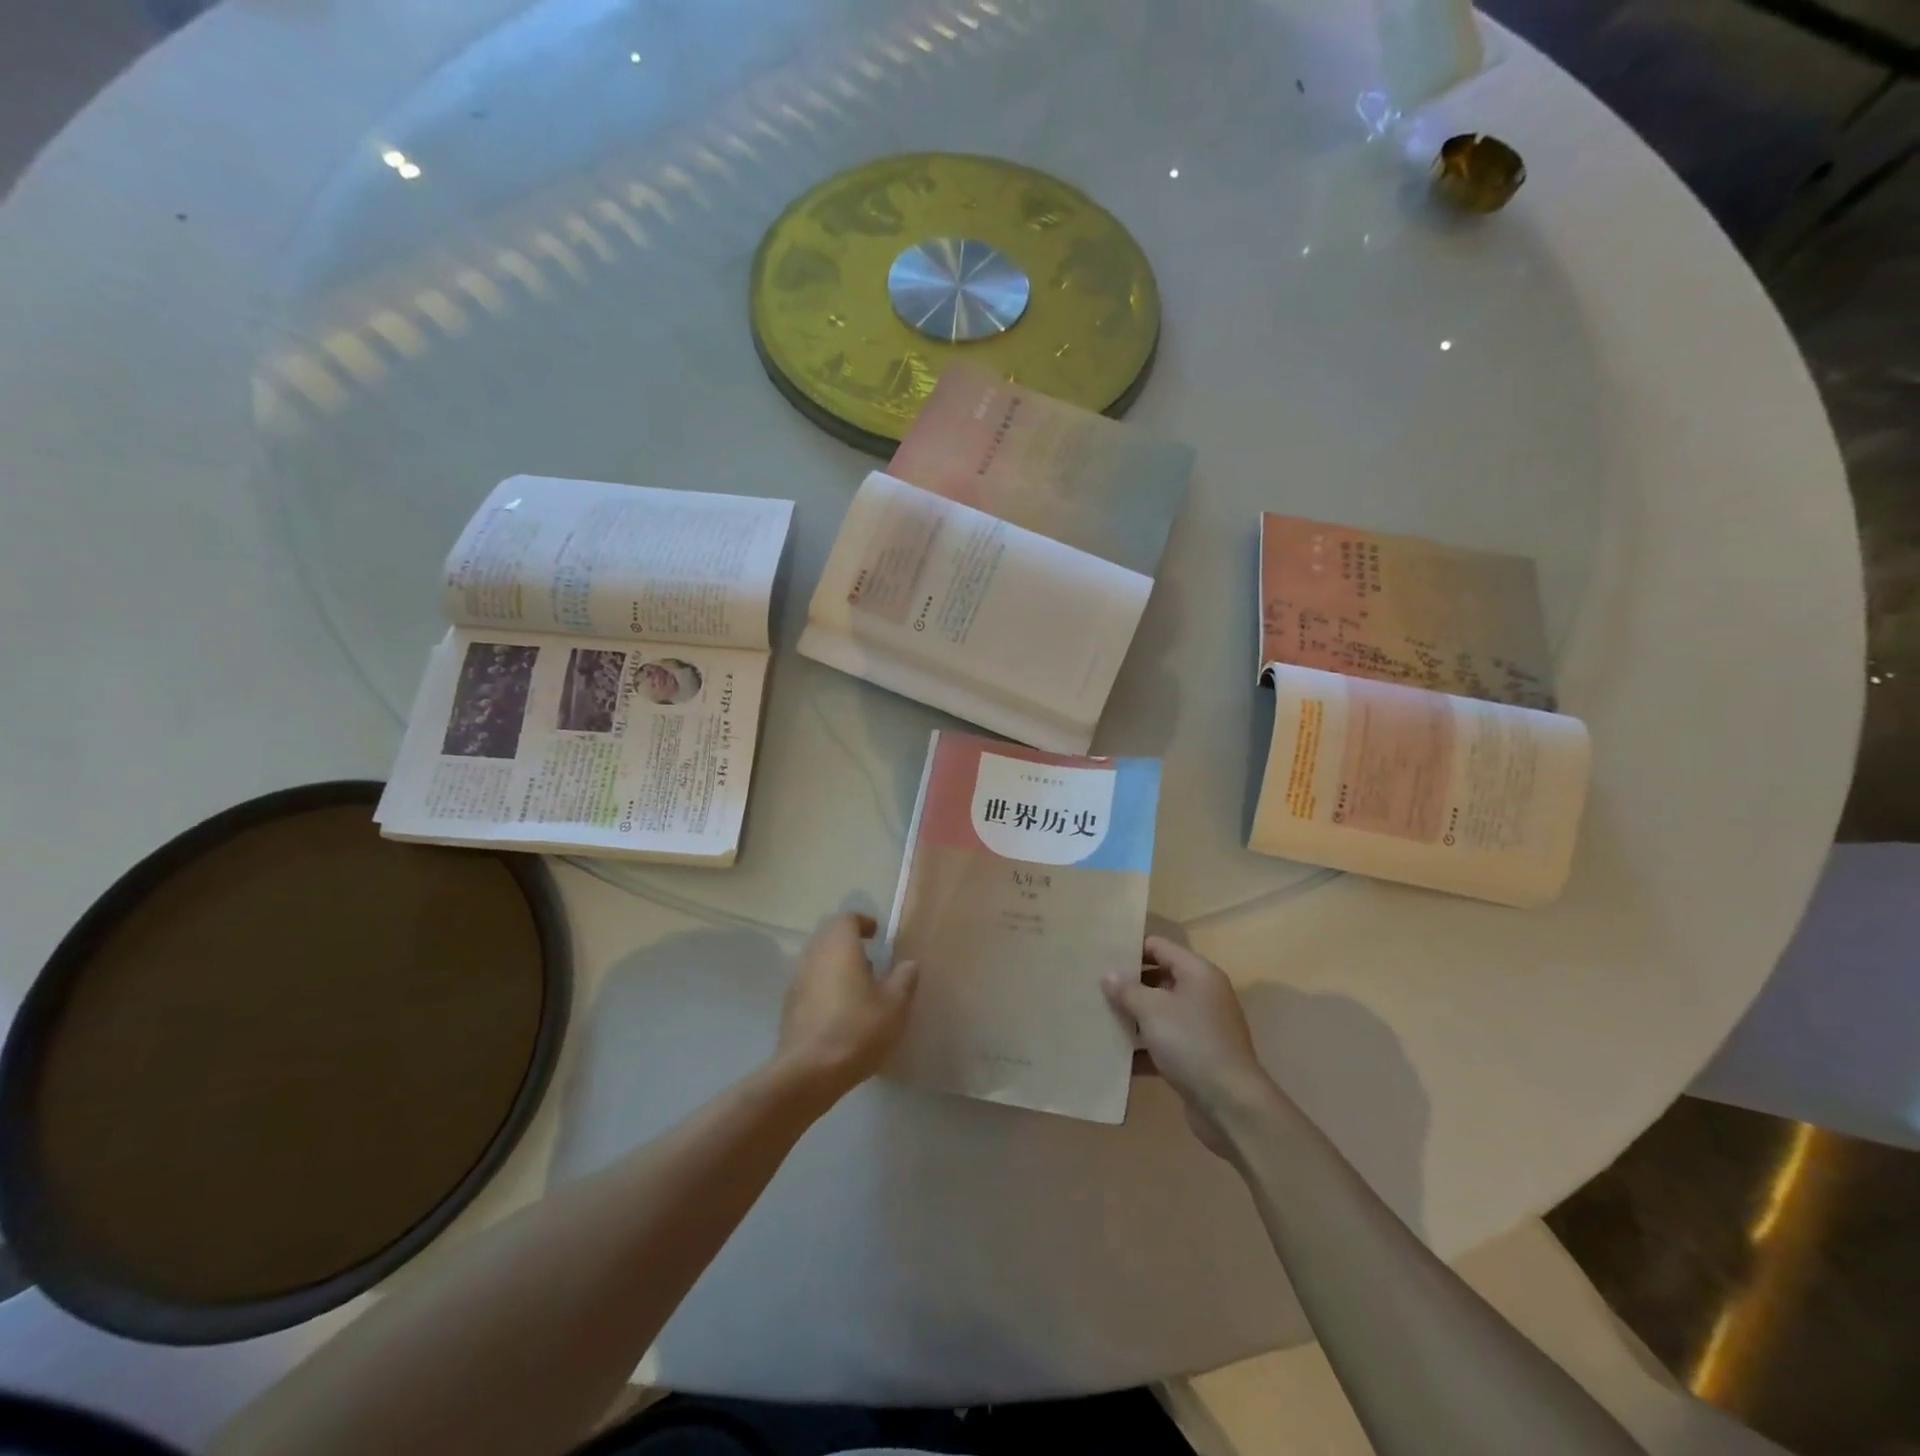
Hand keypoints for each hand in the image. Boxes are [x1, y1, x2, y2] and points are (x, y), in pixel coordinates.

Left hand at [777, 913, 918, 1099]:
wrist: (809, 1072)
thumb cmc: (857, 1029)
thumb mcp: (895, 1004)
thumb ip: (904, 978)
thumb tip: (908, 963)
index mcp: (839, 946)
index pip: (846, 918)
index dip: (863, 922)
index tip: (878, 935)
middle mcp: (813, 955)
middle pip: (828, 936)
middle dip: (849, 942)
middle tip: (871, 960)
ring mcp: (797, 980)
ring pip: (817, 960)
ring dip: (836, 965)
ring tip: (859, 987)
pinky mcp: (789, 1006)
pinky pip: (809, 983)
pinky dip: (825, 986)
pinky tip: (840, 1010)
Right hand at [1104, 937, 1273, 1156]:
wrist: (1231, 1105)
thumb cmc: (1191, 1043)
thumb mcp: (1153, 1010)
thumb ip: (1127, 989)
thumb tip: (1108, 974)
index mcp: (1198, 973)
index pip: (1159, 946)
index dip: (1131, 949)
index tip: (1100, 956)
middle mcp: (1203, 994)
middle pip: (1159, 978)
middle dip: (1129, 984)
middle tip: (1094, 988)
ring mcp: (1201, 1027)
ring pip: (1160, 1013)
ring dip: (1133, 1017)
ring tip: (1099, 1017)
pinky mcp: (1197, 1057)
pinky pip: (1164, 1043)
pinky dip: (1143, 1048)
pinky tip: (1115, 1056)